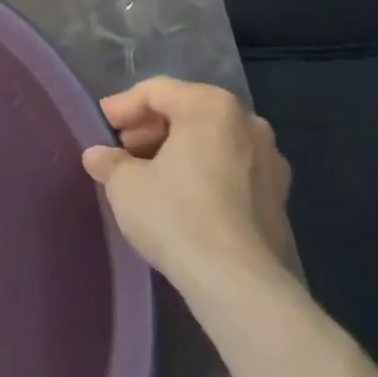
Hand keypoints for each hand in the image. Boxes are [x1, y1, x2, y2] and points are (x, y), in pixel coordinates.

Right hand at [82, 78, 297, 305]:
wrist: (239, 284)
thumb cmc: (176, 215)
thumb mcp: (125, 184)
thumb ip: (109, 161)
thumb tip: (98, 156)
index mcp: (210, 106)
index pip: (156, 91)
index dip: (123, 107)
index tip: (102, 126)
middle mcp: (247, 124)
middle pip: (187, 113)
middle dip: (151, 129)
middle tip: (122, 151)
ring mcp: (270, 162)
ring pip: (212, 143)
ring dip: (177, 152)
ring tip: (147, 176)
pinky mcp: (279, 200)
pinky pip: (231, 172)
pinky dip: (203, 175)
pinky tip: (180, 199)